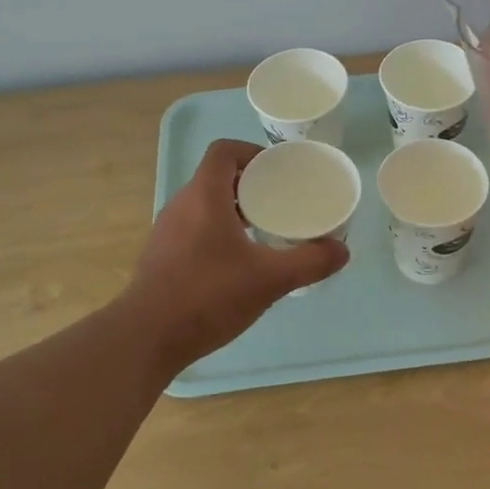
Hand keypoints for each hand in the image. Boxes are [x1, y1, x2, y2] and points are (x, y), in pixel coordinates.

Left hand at [123, 139, 348, 370]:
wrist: (147, 337)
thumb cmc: (208, 296)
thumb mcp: (269, 279)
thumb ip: (310, 262)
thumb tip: (342, 251)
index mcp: (204, 196)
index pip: (224, 151)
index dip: (252, 152)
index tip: (277, 171)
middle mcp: (182, 205)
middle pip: (216, 177)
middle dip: (249, 184)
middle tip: (280, 201)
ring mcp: (167, 232)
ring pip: (204, 205)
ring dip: (233, 209)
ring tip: (264, 230)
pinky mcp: (161, 257)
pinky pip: (194, 229)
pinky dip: (218, 232)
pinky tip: (238, 263)